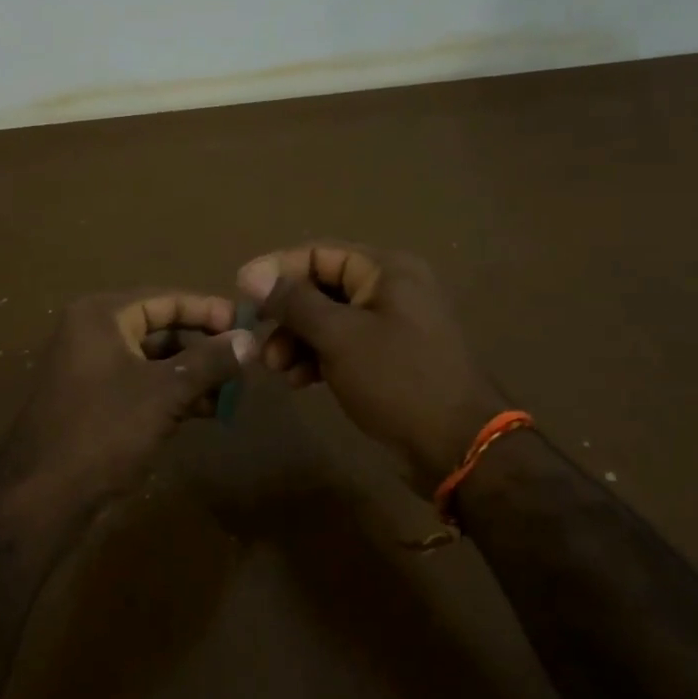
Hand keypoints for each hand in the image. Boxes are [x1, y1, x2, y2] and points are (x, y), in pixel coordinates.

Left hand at [0, 290, 254, 515]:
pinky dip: (172, 393)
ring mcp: (90, 368)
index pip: (166, 299)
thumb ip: (211, 361)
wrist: (43, 495)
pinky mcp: (93, 400)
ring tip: (232, 392)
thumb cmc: (105, 430)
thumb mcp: (166, 392)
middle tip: (245, 362)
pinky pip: (141, 384)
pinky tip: (205, 411)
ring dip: (193, 374)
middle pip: (161, 328)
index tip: (248, 325)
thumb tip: (251, 339)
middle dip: (204, 347)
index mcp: (102, 316)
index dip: (209, 311)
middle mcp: (92, 333)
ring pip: (153, 360)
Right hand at [237, 242, 508, 489]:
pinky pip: (343, 345)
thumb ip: (294, 302)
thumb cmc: (397, 380)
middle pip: (322, 287)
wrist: (457, 444)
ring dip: (297, 340)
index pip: (319, 253)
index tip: (240, 292)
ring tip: (277, 369)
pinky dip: (318, 358)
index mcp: (386, 270)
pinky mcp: (389, 357)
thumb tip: (251, 273)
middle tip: (259, 344)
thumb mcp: (339, 337)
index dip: (276, 270)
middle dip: (286, 315)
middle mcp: (391, 289)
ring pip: (329, 320)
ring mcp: (392, 324)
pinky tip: (301, 382)